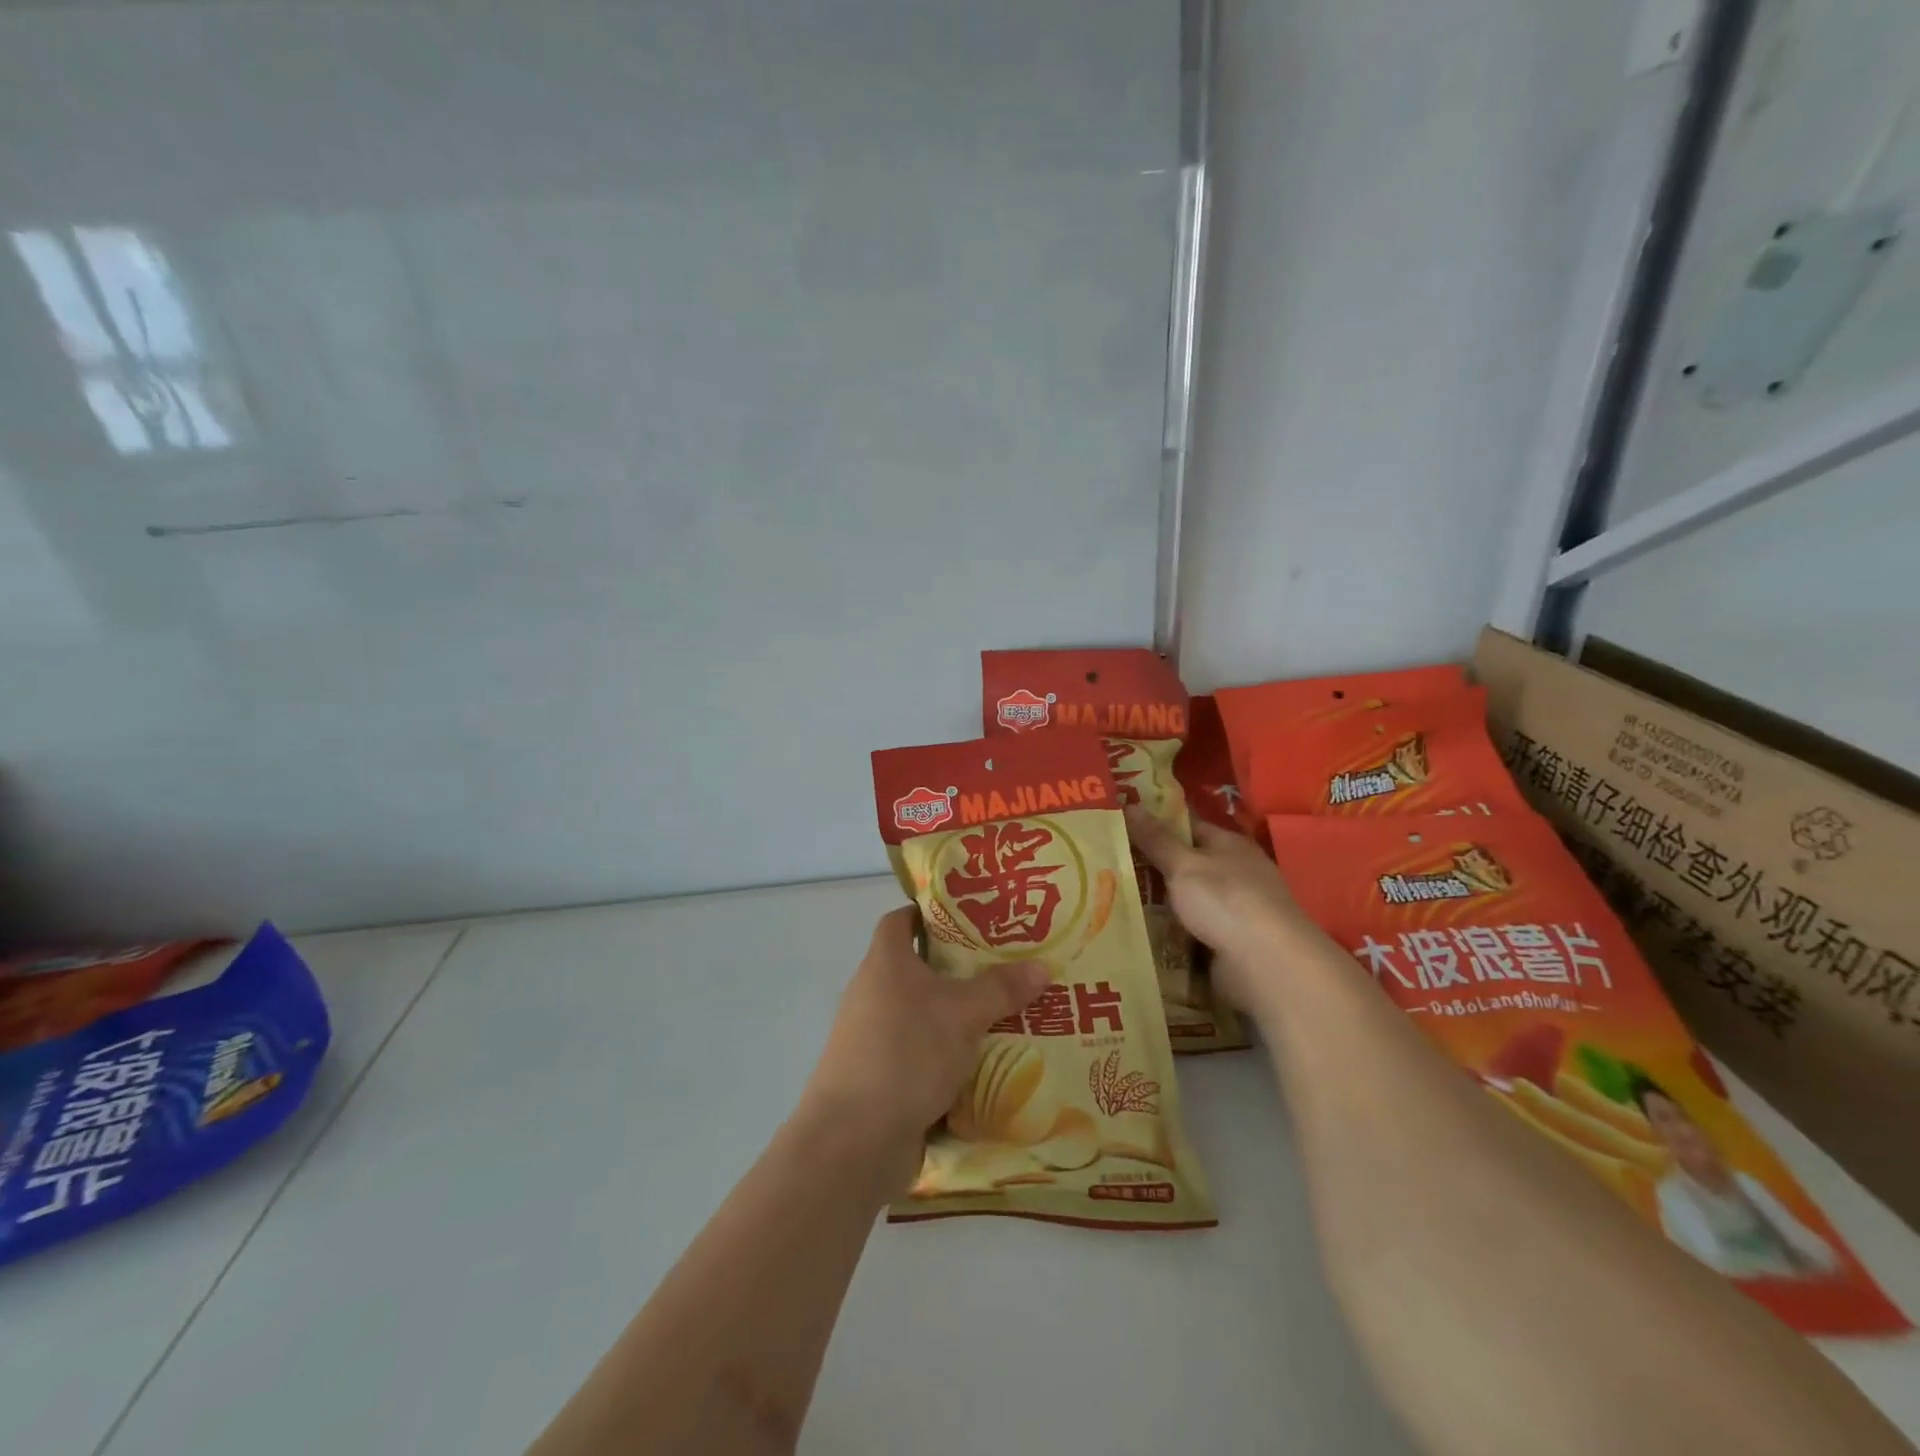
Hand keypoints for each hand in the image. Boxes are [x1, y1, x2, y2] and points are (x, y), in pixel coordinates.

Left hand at [797, 907, 1050, 1192]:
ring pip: (925, 1017)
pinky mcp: (883, 1078)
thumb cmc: (905, 1052)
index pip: (901, 920)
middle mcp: (874, 994)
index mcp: (885, 963)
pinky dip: (951, 1059)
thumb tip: (1043, 966)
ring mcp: (875, 1039)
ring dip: (960, 1019)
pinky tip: (989, 1066)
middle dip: (962, 970)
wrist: (854, 1140)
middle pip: (920, 969)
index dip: (931, 913)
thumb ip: (1002, 988)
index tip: (972, 917)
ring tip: (1010, 1016)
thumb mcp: (962, 1014)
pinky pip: (923, 1056)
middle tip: (1009, 968)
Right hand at [1126, 805, 1315, 1021]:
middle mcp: (1236, 873)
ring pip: (1188, 901)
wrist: (1268, 965)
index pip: (1188, 827)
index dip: (1156, 826)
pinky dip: (1172, 933)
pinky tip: (1143, 934)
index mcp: (1229, 845)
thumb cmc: (1226, 901)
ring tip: (1116, 901)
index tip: (1121, 828)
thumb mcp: (1184, 865)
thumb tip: (1130, 804)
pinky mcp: (1230, 944)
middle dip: (1152, 869)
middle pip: (1187, 866)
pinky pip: (1193, 932)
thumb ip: (1156, 839)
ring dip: (1160, 905)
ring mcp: (1235, 911)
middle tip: (1108, 867)